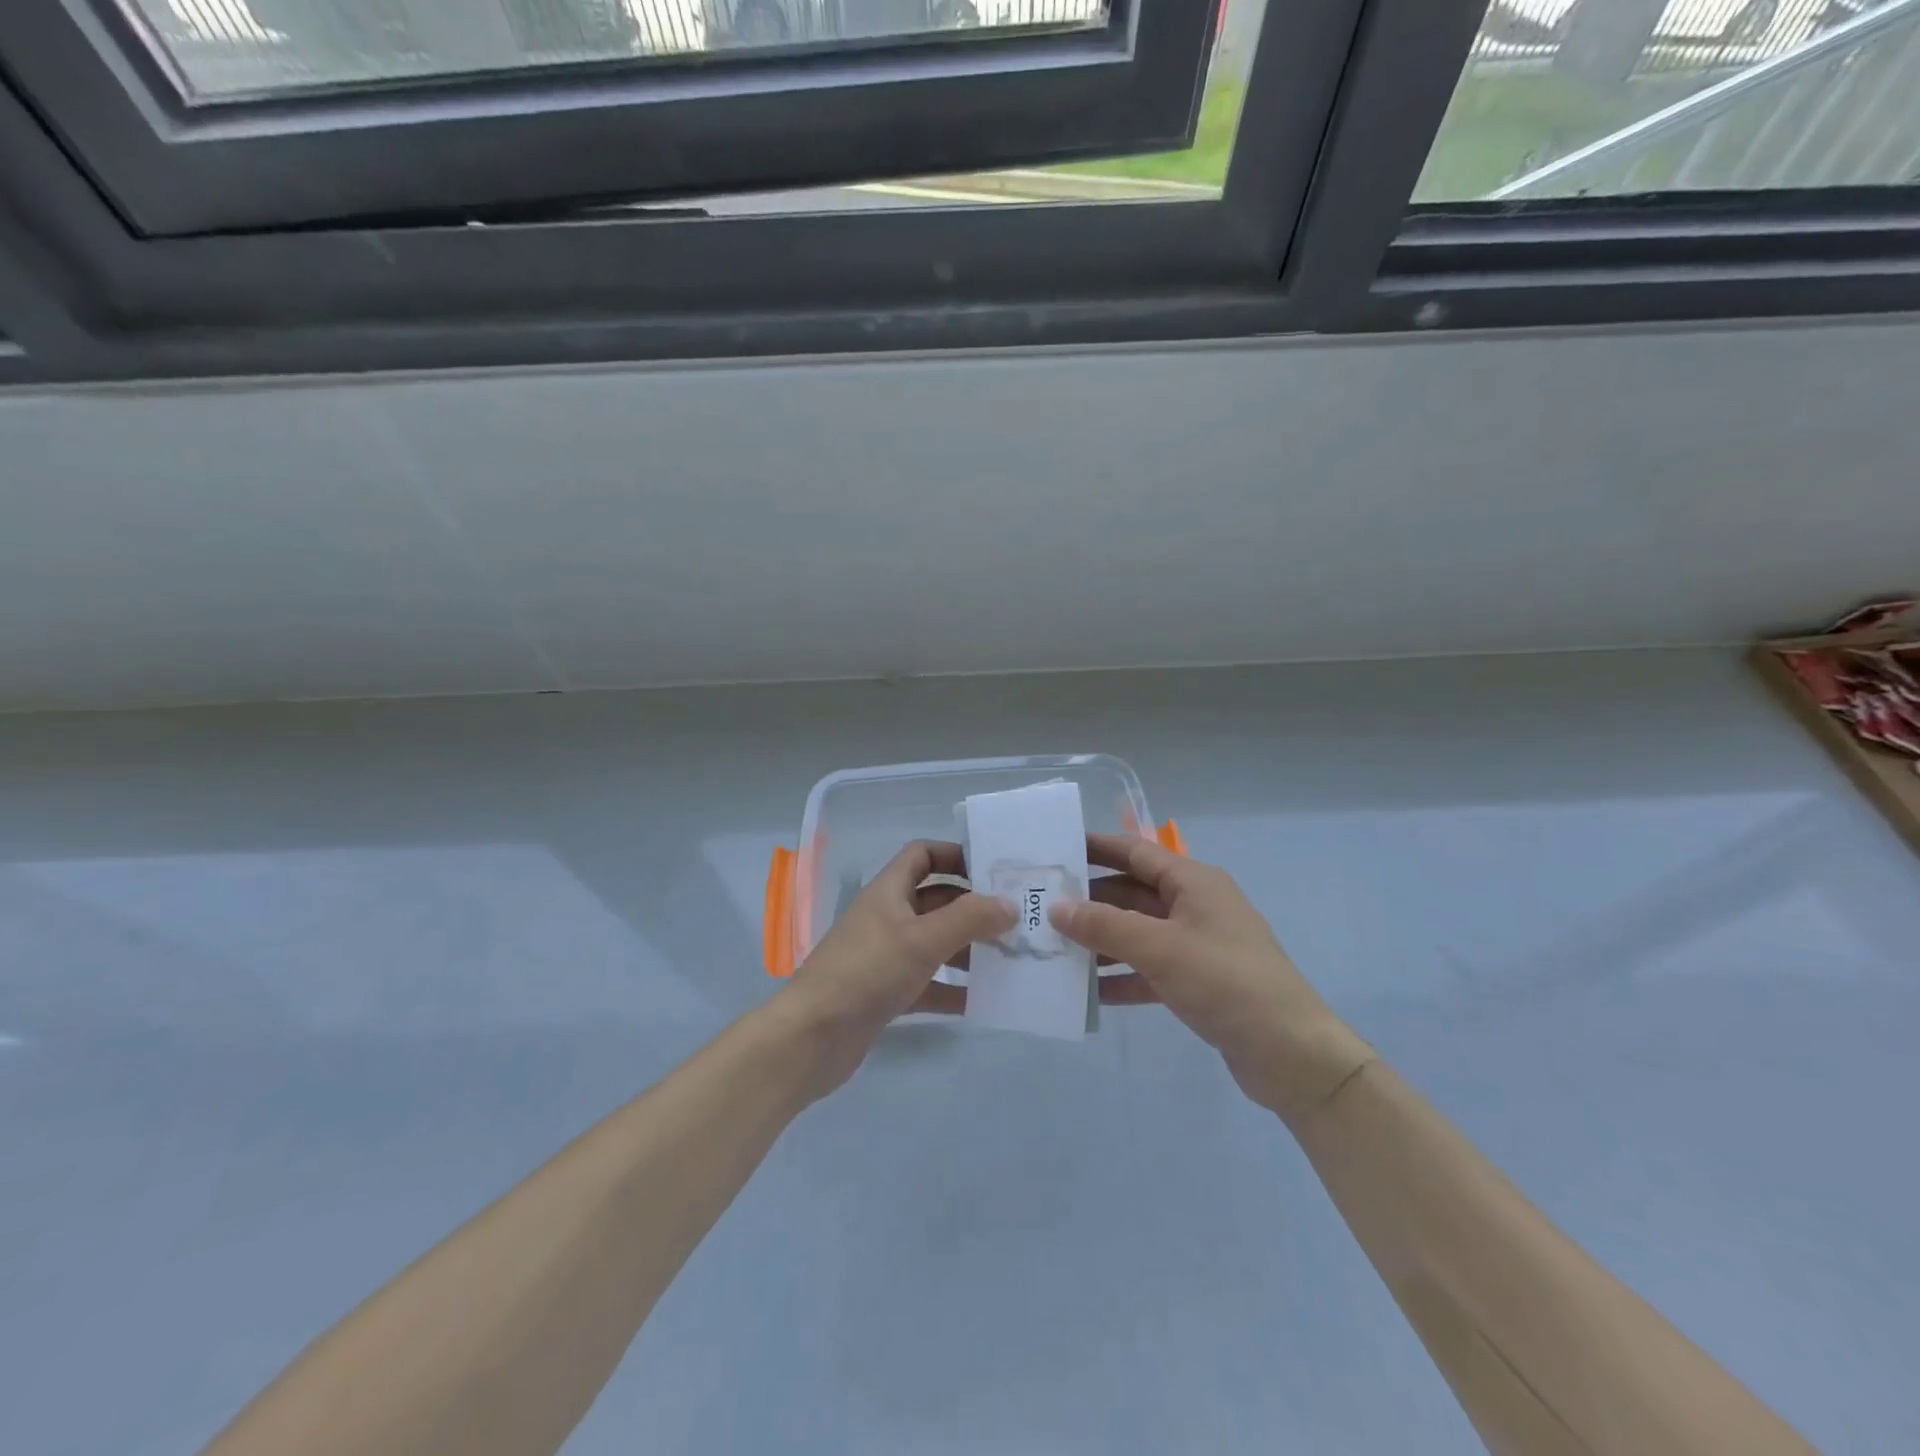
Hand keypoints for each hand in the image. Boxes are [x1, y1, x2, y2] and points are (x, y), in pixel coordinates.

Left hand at [774, 840, 1013, 1098]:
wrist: (812, 1037)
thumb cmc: (866, 972)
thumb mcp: (922, 939)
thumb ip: (969, 919)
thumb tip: (1009, 905)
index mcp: (889, 892)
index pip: (922, 855)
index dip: (955, 855)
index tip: (992, 869)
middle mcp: (888, 918)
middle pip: (936, 900)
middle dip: (973, 907)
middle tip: (1016, 918)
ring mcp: (886, 957)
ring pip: (936, 943)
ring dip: (969, 948)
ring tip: (1009, 958)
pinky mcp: (888, 993)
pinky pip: (929, 983)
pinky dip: (954, 988)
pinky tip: (984, 1000)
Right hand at [1050, 833, 1375, 1121]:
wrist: (1290, 1055)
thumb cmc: (1226, 982)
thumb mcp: (1160, 948)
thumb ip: (1105, 926)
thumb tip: (1056, 907)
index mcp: (1194, 882)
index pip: (1136, 852)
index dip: (1097, 847)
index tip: (1055, 847)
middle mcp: (1195, 906)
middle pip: (1132, 893)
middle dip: (1090, 900)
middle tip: (1041, 905)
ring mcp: (1196, 946)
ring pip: (1137, 933)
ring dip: (1101, 940)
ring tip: (1054, 947)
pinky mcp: (1197, 983)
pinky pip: (1148, 970)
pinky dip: (1121, 976)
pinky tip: (1088, 991)